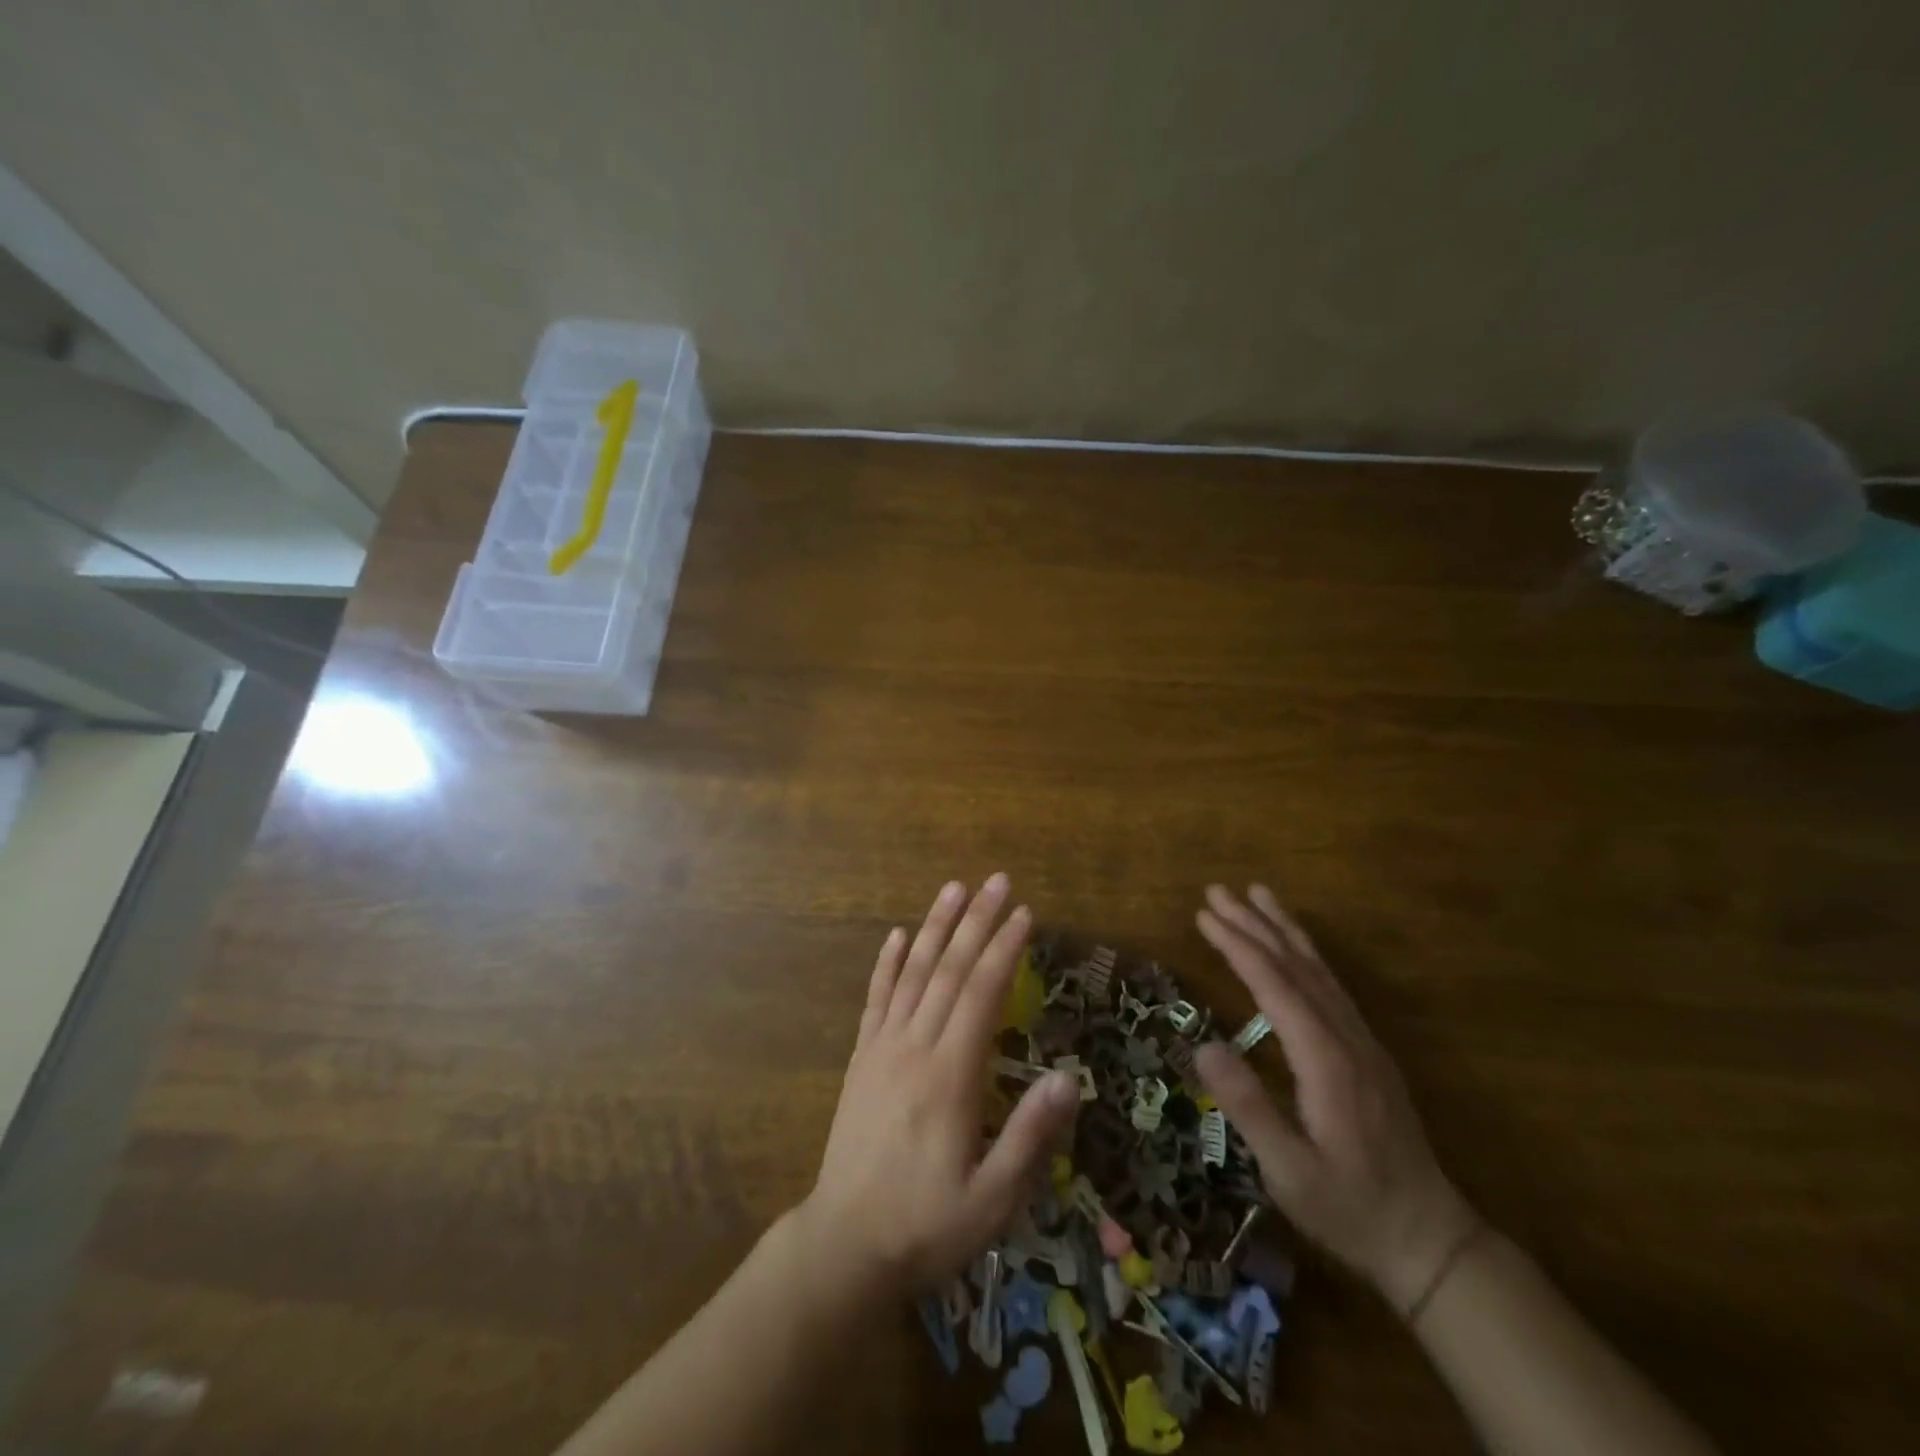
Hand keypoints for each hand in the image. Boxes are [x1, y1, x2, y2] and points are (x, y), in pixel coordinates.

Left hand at [793, 874, 1080, 1299]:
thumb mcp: (992, 1200)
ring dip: (935, 927)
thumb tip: (1069, 1078)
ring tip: (953, 888)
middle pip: (949, 970)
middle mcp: (914, 1047)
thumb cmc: (926, 1225)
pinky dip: (886, 963)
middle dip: (977, 921)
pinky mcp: (861, 1059)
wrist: (844, 1245)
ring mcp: (882, 1048)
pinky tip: (896, 934)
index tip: (1024, 914)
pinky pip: (875, 999)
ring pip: (912, 973)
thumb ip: (1030, 1136)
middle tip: (997, 880)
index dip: (1004, 949)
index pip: (981, 993)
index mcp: (950, 1075)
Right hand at [1192, 884, 1478, 1314]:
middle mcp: (1346, 1038)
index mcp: (1326, 1061)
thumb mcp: (1290, 1172)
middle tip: (1217, 890)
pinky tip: (1293, 946)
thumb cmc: (1349, 1208)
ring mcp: (1362, 1042)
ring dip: (1283, 929)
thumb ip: (1250, 1108)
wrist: (1429, 1239)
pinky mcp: (1367, 1051)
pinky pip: (1331, 986)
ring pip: (1319, 970)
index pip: (1275, 986)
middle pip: (1296, 966)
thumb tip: (1203, 1047)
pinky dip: (1306, 954)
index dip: (1238, 946)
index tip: (1204, 915)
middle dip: (1254, 924)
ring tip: (1257, 894)